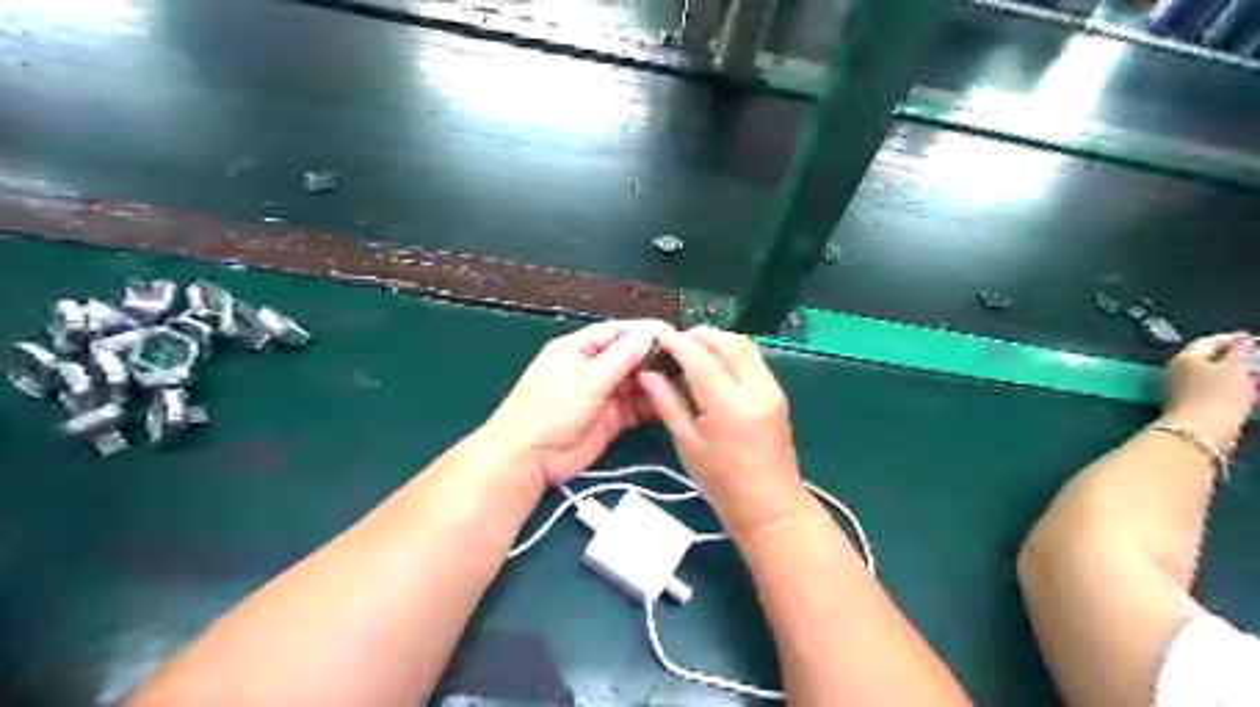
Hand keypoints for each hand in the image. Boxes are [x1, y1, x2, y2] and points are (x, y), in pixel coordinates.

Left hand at [481, 321, 674, 485]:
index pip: (617, 332)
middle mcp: (592, 368)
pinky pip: (635, 406)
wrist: (529, 458)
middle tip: (687, 359)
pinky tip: (671, 402)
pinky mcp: (610, 419)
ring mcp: (601, 394)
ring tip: (685, 380)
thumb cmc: (551, 409)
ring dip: (656, 381)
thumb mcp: (587, 379)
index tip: (674, 334)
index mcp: (579, 349)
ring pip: (635, 382)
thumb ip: (622, 357)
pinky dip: (651, 404)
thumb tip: (652, 333)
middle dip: (655, 357)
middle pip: (629, 356)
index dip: (645, 331)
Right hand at [642, 327, 806, 541]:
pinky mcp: (778, 394)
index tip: (658, 336)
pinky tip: (715, 366)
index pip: (699, 357)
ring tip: (693, 351)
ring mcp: (772, 389)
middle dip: (700, 336)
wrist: (771, 507)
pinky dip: (733, 354)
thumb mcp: (687, 443)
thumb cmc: (722, 483)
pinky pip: (754, 360)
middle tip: (675, 343)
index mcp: (728, 404)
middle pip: (728, 342)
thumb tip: (648, 374)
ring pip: (745, 346)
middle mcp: (755, 388)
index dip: (677, 342)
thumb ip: (667, 403)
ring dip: (718, 341)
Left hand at [1167, 328, 1254, 445]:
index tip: (1250, 337)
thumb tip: (1242, 341)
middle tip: (1253, 355)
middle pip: (1206, 358)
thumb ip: (1239, 353)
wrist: (1197, 431)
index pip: (1209, 341)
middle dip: (1231, 356)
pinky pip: (1209, 389)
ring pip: (1208, 374)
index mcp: (1185, 357)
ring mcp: (1178, 387)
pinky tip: (1242, 392)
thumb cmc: (1217, 396)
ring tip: (1252, 374)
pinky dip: (1226, 387)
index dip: (1232, 338)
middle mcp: (1176, 369)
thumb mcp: (1235, 370)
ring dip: (1230, 373)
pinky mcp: (1186, 403)